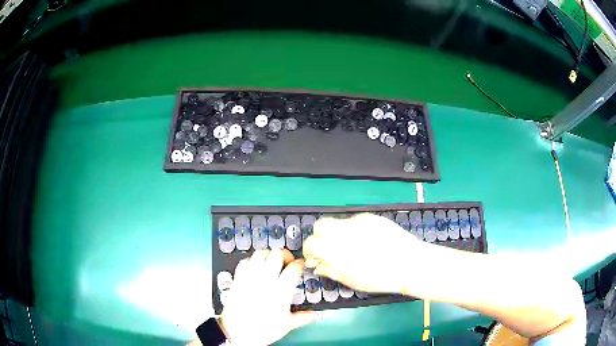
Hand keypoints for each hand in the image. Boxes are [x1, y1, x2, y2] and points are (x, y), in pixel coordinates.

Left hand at [219, 249, 316, 345]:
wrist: (237, 332)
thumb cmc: (262, 330)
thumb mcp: (287, 325)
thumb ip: (303, 317)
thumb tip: (314, 315)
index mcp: (281, 290)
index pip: (294, 267)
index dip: (300, 263)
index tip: (300, 265)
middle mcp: (266, 280)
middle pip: (277, 254)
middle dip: (284, 255)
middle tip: (286, 262)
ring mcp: (251, 277)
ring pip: (260, 253)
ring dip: (268, 255)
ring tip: (271, 262)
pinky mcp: (238, 278)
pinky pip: (245, 261)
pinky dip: (251, 261)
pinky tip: (254, 268)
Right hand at [303, 213, 419, 293]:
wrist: (410, 263)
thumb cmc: (379, 278)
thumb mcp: (351, 280)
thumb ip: (330, 270)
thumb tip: (318, 265)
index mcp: (335, 248)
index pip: (311, 243)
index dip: (310, 251)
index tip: (315, 258)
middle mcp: (343, 230)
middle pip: (320, 225)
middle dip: (319, 237)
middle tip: (329, 250)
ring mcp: (358, 221)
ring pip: (338, 222)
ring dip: (336, 233)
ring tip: (352, 247)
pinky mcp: (371, 217)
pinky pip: (355, 221)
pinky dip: (353, 230)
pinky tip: (367, 241)